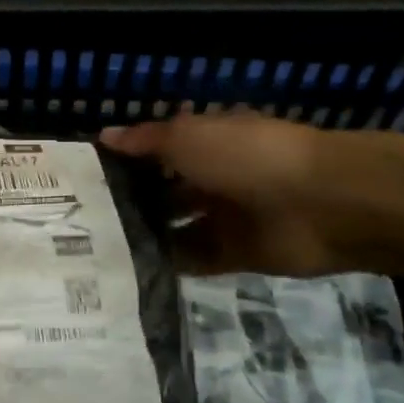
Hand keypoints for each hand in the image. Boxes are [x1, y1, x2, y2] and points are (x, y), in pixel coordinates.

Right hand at [101, 110, 334, 275]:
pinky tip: (130, 266)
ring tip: (97, 245)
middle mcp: (215, 177)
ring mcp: (225, 217)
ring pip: (176, 225)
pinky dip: (168, 262)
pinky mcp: (234, 254)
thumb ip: (145, 141)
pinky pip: (193, 258)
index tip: (85, 173)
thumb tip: (104, 136)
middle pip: (165, 189)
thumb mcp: (188, 137)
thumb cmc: (248, 157)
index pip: (159, 149)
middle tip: (82, 216)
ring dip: (146, 233)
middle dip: (131, 199)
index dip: (126, 159)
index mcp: (209, 142)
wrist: (321, 204)